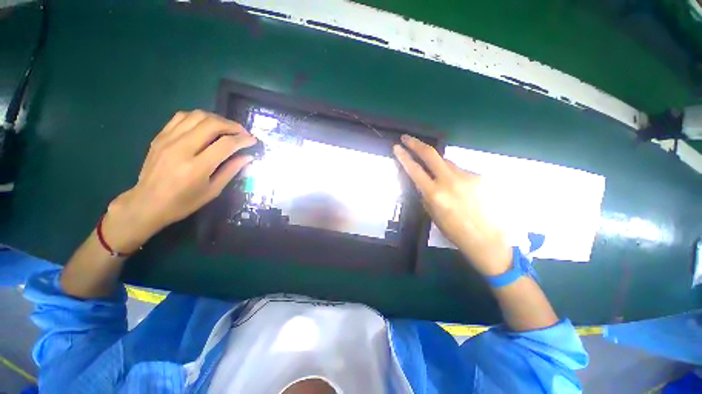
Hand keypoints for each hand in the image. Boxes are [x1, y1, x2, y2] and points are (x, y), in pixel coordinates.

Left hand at [103, 110, 256, 252]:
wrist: (147, 203)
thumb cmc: (184, 202)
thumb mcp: (213, 190)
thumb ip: (231, 170)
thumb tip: (248, 157)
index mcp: (197, 167)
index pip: (225, 144)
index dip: (243, 140)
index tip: (253, 140)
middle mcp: (181, 149)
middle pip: (212, 124)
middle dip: (232, 126)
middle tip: (242, 133)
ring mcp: (168, 140)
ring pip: (197, 116)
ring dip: (217, 119)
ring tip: (227, 128)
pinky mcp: (160, 136)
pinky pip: (181, 117)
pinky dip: (199, 117)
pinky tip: (206, 125)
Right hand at [393, 135, 511, 275]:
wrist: (486, 238)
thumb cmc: (453, 230)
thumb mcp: (432, 213)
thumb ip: (426, 193)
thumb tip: (423, 180)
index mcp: (435, 194)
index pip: (415, 170)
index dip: (404, 157)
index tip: (397, 147)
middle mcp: (450, 181)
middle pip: (431, 154)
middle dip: (416, 144)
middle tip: (407, 138)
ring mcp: (467, 176)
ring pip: (446, 163)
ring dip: (438, 165)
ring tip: (440, 179)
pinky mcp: (479, 177)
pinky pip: (460, 171)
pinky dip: (454, 176)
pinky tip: (460, 189)